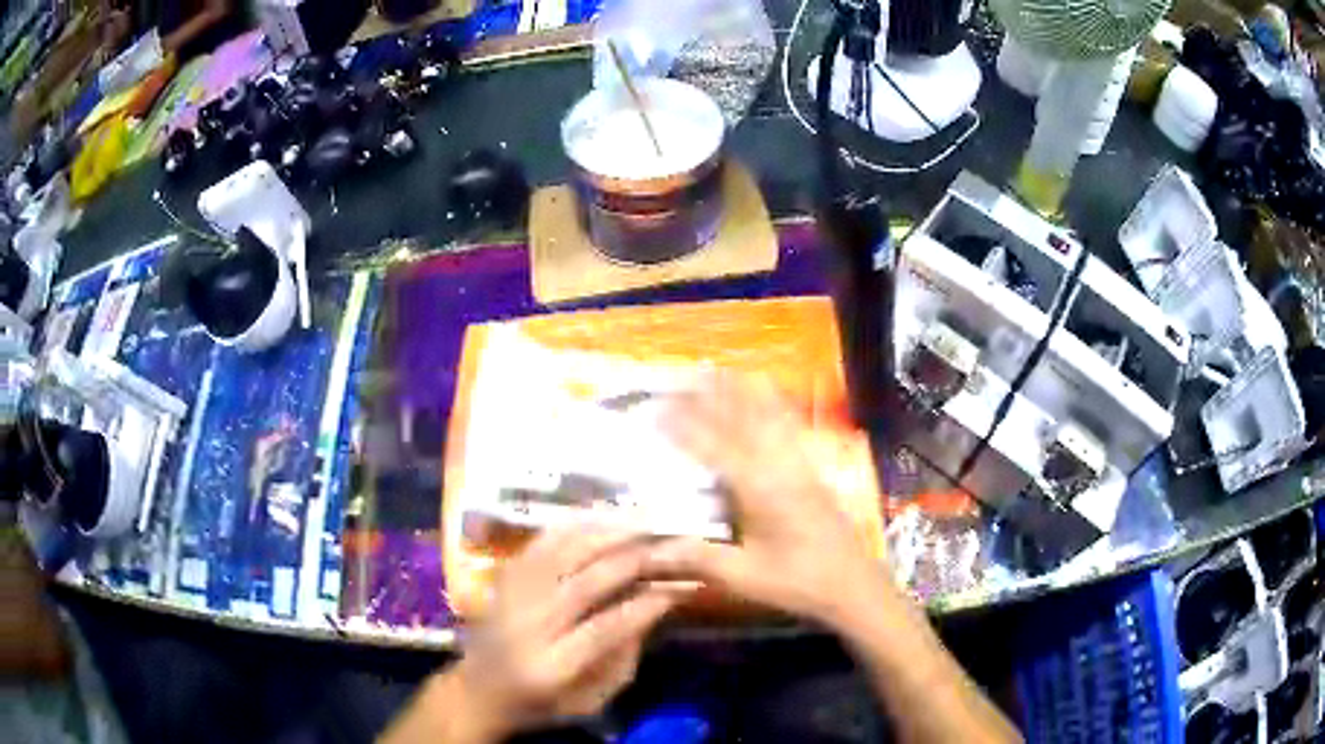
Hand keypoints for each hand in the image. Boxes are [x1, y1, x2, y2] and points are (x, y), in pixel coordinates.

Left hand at [409, 528, 688, 742]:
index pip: (602, 630)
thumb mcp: (591, 700)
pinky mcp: (502, 580)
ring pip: (558, 555)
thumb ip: (622, 659)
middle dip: (629, 561)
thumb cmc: (542, 703)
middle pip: (581, 584)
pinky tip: (598, 517)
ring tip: (639, 520)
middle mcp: (525, 627)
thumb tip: (648, 608)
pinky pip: (537, 544)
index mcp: (549, 667)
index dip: (641, 606)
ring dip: (603, 533)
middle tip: (664, 544)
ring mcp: (509, 598)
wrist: (478, 689)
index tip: (674, 589)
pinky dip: (571, 526)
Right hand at [645, 374, 896, 627]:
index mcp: (759, 489)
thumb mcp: (744, 577)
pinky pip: (787, 427)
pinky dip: (772, 405)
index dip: (683, 427)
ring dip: (741, 392)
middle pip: (741, 421)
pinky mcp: (810, 471)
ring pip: (767, 416)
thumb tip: (648, 550)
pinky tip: (767, 397)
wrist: (853, 584)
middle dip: (710, 397)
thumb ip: (698, 558)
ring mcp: (798, 465)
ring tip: (720, 372)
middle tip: (681, 378)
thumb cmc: (798, 582)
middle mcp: (779, 466)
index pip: (714, 448)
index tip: (656, 409)